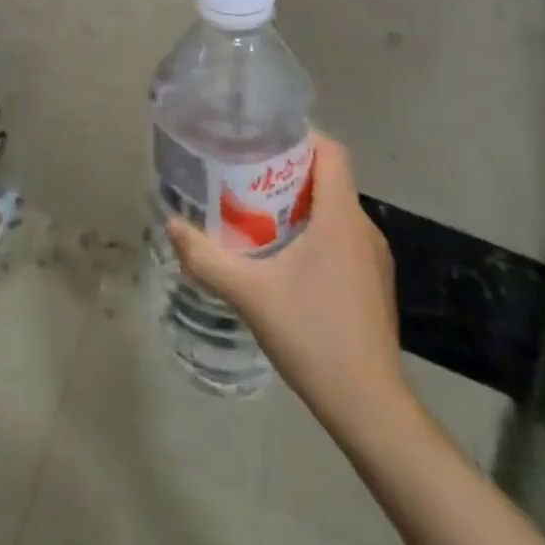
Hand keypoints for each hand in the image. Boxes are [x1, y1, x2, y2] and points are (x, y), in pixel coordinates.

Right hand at [166, 132, 409, 441]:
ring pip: (334, 210)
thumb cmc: (313, 336)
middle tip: (241, 175)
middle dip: (286, 171)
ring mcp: (374, 259)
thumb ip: (206, 258)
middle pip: (328, 179)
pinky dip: (313, 232)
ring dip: (298, 204)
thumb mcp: (249, 294)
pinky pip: (341, 237)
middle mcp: (364, 229)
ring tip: (254, 212)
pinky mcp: (373, 284)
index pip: (331, 152)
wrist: (370, 408)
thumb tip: (170, 225)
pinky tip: (282, 257)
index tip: (260, 139)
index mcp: (341, 218)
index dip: (299, 136)